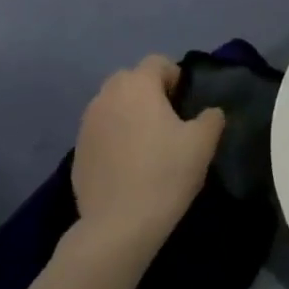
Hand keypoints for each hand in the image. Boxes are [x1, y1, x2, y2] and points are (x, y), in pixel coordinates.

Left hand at [72, 57, 224, 256]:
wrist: (118, 226)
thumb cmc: (165, 174)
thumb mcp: (202, 144)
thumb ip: (211, 119)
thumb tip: (211, 112)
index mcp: (138, 85)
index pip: (157, 62)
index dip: (174, 77)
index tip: (184, 103)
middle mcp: (107, 95)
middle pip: (130, 80)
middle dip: (148, 92)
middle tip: (167, 121)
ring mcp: (87, 123)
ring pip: (112, 105)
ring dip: (128, 114)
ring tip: (145, 144)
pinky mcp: (77, 151)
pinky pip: (100, 132)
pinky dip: (113, 138)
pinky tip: (126, 166)